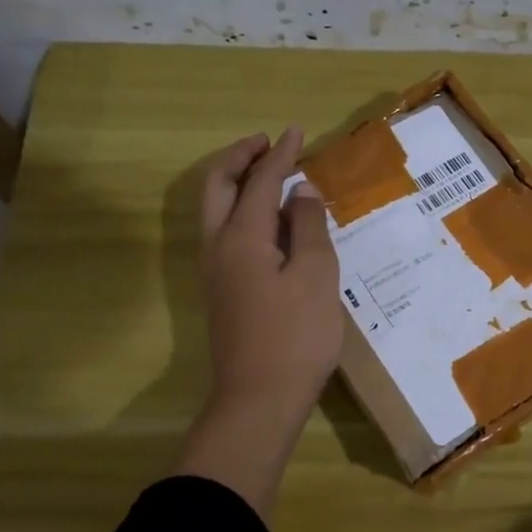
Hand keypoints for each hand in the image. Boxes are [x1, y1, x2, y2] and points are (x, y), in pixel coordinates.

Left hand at [178, 128, 343, 514]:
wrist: (259, 400)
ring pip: (216, 211)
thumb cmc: (295, 335)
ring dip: (238, 184)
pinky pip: (226, 234)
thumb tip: (301, 192)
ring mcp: (216, 272)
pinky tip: (273, 224)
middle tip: (268, 145)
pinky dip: (243, 212)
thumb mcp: (315, 275)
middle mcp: (218, 247)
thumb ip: (307, 228)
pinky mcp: (223, 293)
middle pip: (218, 187)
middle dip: (240, 159)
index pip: (260, 182)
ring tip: (272, 177)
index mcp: (241, 237)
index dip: (280, 155)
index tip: (296, 131)